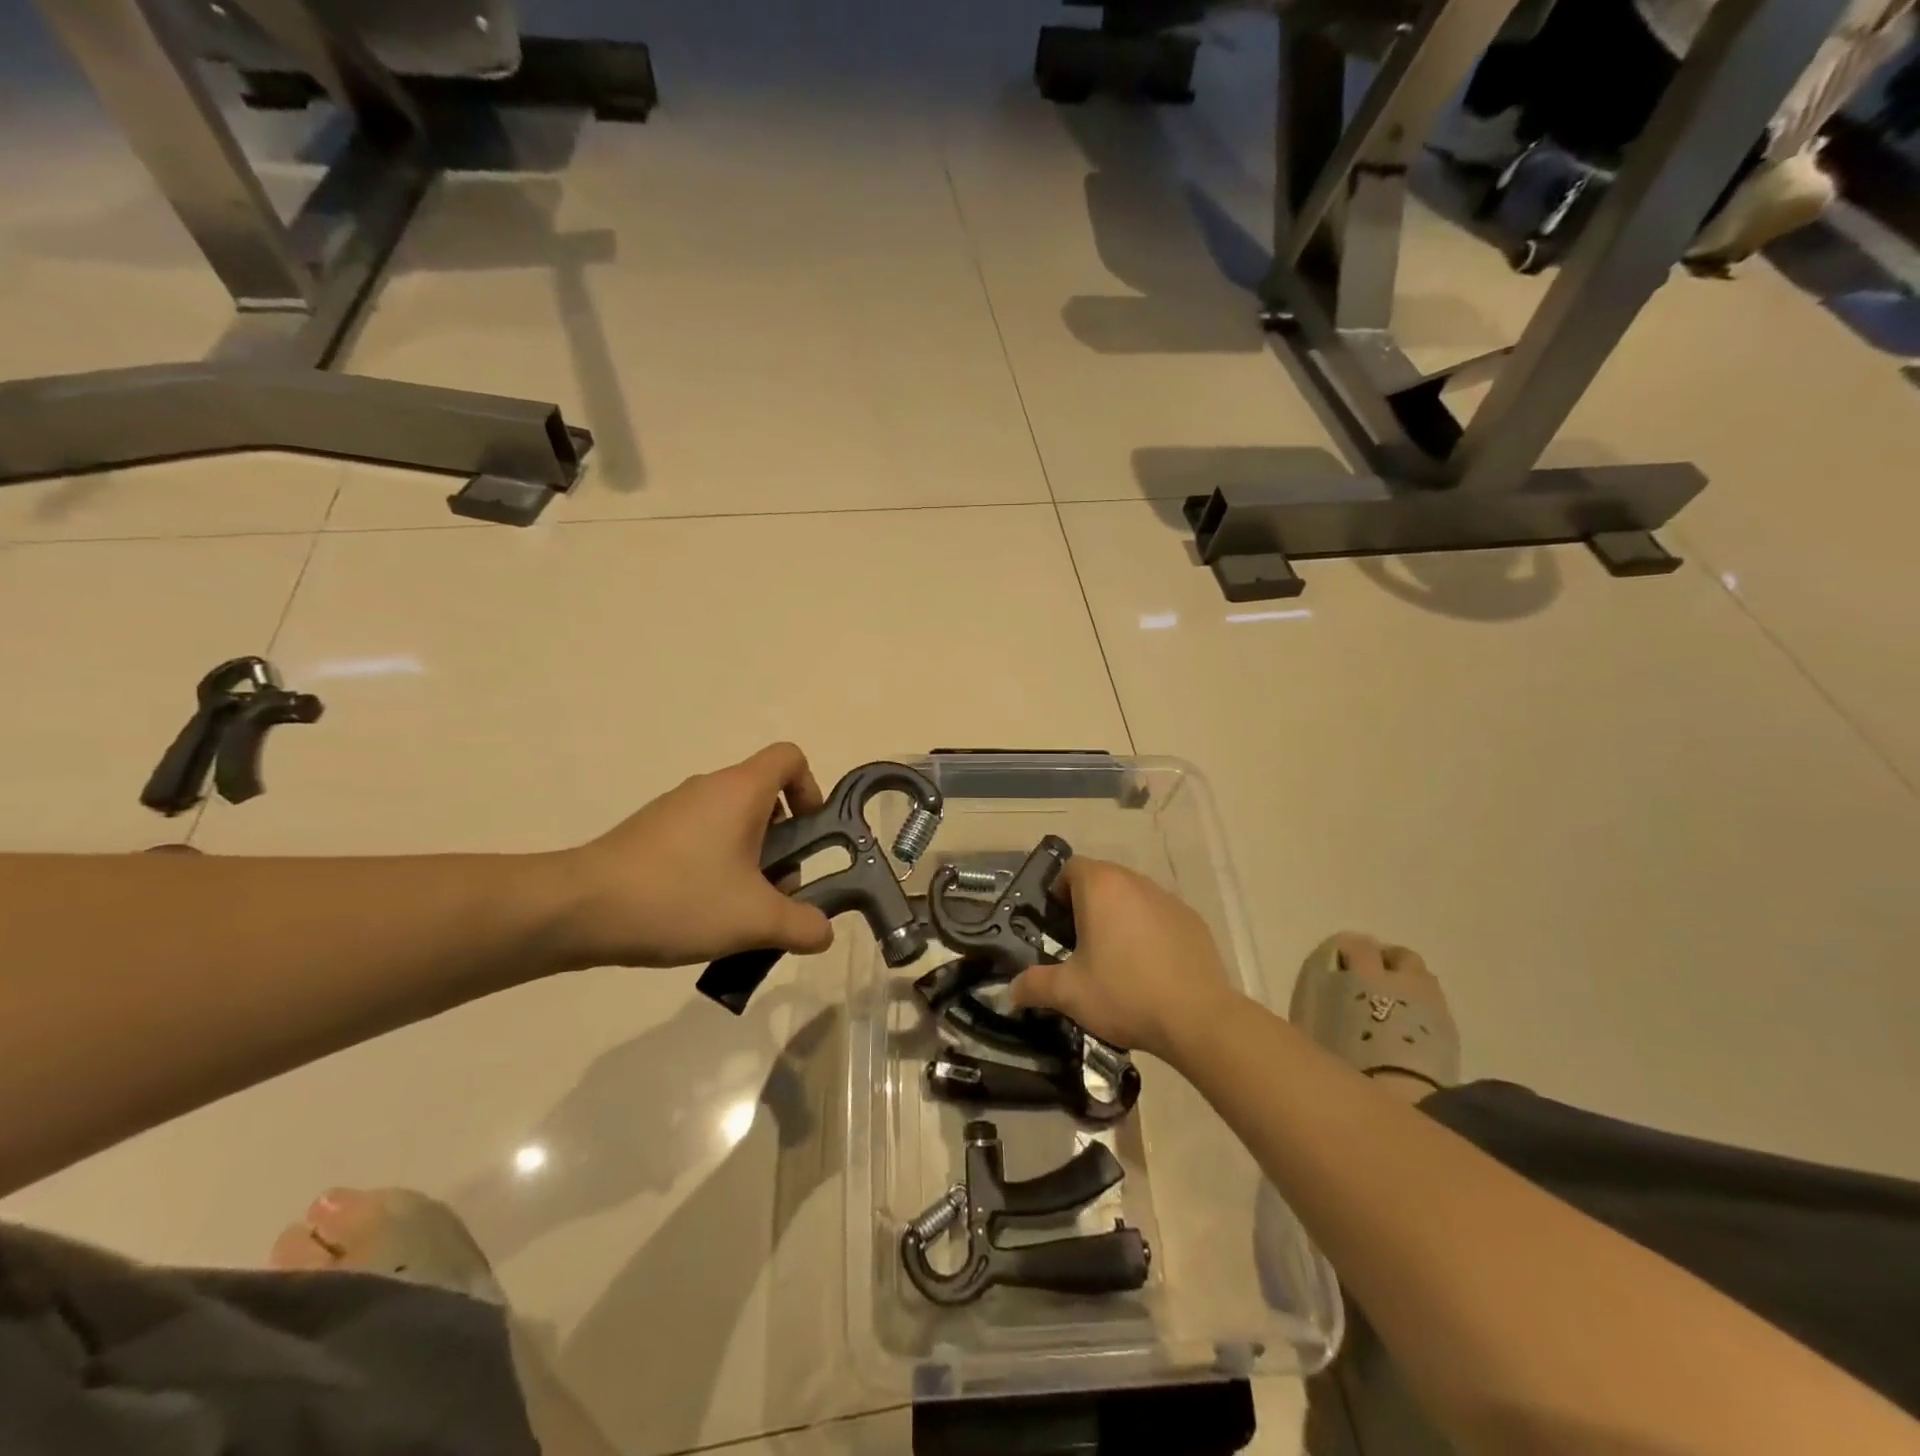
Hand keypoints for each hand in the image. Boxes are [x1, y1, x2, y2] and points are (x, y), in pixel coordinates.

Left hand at [557, 743, 835, 968]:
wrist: (578, 909)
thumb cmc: (679, 898)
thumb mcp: (755, 920)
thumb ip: (802, 925)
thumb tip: (822, 932)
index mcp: (741, 790)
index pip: (790, 758)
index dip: (811, 789)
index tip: (809, 834)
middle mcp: (709, 788)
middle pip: (765, 798)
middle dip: (783, 844)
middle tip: (776, 891)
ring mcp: (675, 809)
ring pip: (732, 823)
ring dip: (750, 861)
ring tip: (738, 913)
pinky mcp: (650, 834)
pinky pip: (701, 839)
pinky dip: (715, 867)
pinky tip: (700, 914)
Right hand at [1010, 857, 1238, 1062]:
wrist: (1197, 1018)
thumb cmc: (1124, 993)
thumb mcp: (1069, 993)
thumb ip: (1034, 985)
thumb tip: (1011, 991)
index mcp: (1101, 887)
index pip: (1070, 869)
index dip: (1057, 892)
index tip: (1054, 925)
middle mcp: (1135, 882)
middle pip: (1102, 880)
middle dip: (1086, 906)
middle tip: (1078, 944)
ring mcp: (1168, 899)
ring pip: (1132, 898)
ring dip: (1118, 917)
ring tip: (1114, 959)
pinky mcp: (1193, 921)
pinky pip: (1159, 916)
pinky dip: (1148, 932)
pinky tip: (1149, 969)